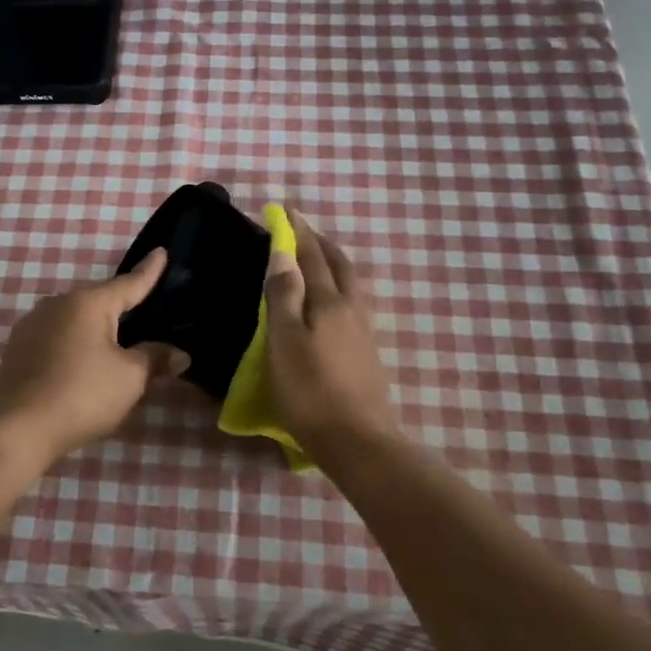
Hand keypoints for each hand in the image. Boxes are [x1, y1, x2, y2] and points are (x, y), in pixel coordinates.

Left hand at [0, 250, 189, 464]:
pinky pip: (57, 336)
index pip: (129, 283)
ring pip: (75, 319)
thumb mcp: (130, 378)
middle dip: (121, 305)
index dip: (149, 271)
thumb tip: (180, 354)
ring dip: (95, 327)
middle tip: (144, 310)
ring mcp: (32, 325)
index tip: (161, 251)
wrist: (17, 430)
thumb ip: (156, 359)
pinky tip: (81, 361)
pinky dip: (74, 343)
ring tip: (114, 341)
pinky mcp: (17, 349)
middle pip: (99, 300)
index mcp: (88, 303)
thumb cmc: (82, 395)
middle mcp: (57, 304)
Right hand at [265, 209, 401, 458]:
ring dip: (333, 263)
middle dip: (319, 242)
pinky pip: (354, 302)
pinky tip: (333, 301)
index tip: (284, 210)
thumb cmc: (310, 391)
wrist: (357, 440)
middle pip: (338, 264)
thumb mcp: (285, 342)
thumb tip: (283, 253)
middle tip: (301, 230)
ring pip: (351, 283)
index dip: (297, 232)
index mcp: (329, 301)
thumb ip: (284, 296)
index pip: (310, 256)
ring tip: (317, 259)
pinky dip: (341, 286)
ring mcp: (364, 330)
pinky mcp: (368, 351)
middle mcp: (352, 308)